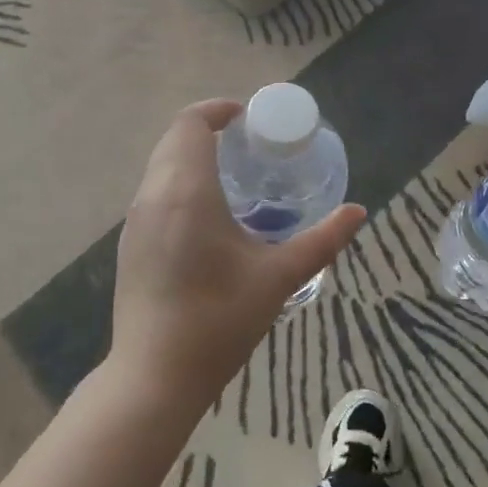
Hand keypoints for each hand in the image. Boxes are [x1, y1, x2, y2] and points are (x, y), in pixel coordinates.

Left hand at [109, 99, 364, 421]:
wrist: (154, 376)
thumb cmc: (219, 320)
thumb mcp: (278, 278)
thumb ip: (322, 240)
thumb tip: (358, 212)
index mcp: (186, 190)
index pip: (191, 123)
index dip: (217, 110)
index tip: (248, 119)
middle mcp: (153, 194)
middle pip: (174, 138)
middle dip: (208, 130)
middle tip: (248, 146)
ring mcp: (135, 219)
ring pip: (160, 165)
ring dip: (191, 156)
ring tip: (233, 177)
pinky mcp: (129, 243)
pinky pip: (153, 191)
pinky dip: (178, 182)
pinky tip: (207, 215)